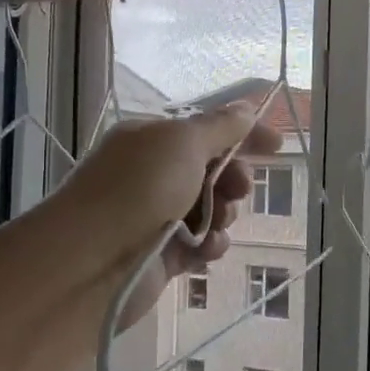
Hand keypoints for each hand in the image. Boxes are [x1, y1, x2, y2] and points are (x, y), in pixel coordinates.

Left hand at [63, 102, 281, 321]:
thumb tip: (245, 108)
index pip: (205, 130)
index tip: (277, 147)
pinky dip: (209, 245)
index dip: (243, 134)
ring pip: (210, 209)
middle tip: (239, 188)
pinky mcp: (161, 254)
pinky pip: (200, 243)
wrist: (92, 261)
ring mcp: (155, 215)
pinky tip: (206, 250)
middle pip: (211, 170)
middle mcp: (151, 174)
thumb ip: (220, 127)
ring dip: (222, 214)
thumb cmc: (138, 189)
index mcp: (151, 139)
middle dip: (232, 179)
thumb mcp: (182, 143)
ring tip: (216, 224)